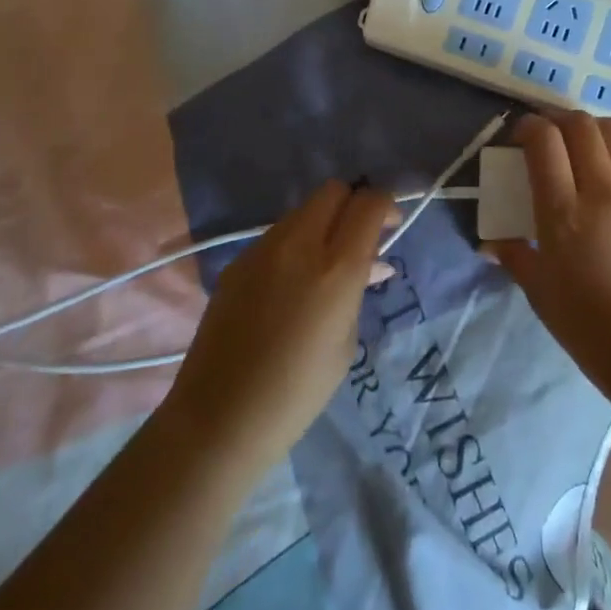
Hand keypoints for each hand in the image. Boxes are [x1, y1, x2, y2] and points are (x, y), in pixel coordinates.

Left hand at [163, 180, 396, 472]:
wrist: (219, 418)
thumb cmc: (298, 392)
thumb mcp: (346, 342)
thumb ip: (357, 290)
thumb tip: (370, 264)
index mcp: (335, 268)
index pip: (368, 203)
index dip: (385, 205)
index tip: (390, 225)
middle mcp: (298, 244)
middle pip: (333, 191)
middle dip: (353, 204)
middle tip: (362, 237)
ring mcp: (261, 249)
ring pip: (303, 210)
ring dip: (323, 223)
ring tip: (328, 263)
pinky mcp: (236, 261)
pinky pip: (277, 236)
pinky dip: (295, 244)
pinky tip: (294, 282)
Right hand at [483, 112, 610, 410]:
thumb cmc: (587, 326)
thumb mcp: (540, 291)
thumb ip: (514, 256)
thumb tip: (490, 243)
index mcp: (564, 212)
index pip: (546, 140)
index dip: (528, 127)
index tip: (516, 137)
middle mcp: (600, 191)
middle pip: (582, 124)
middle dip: (556, 118)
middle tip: (541, 135)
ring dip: (587, 128)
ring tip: (571, 146)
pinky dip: (607, 152)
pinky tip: (596, 178)